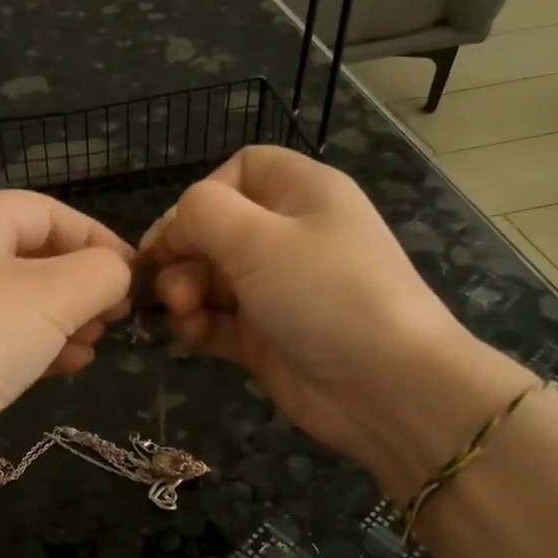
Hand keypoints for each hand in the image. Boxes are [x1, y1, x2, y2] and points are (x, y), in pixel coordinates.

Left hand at [0, 191, 133, 487]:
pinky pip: (7, 340)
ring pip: (23, 302)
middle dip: (83, 282)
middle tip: (119, 312)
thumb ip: (101, 272)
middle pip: (34, 256)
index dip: (94, 235)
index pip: (44, 211)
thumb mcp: (54, 293)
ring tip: (98, 341)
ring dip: (69, 318)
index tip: (133, 272)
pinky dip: (44, 347)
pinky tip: (73, 365)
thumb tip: (118, 273)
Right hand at [141, 147, 478, 470]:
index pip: (242, 171)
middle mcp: (290, 236)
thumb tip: (176, 226)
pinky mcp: (267, 336)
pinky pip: (219, 319)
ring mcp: (278, 290)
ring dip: (186, 291)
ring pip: (212, 277)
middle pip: (217, 228)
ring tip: (184, 314)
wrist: (385, 387)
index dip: (203, 196)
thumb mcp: (259, 239)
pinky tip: (193, 335)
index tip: (176, 232)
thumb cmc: (325, 294)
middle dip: (184, 253)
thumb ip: (202, 214)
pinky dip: (200, 324)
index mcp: (302, 194)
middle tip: (172, 286)